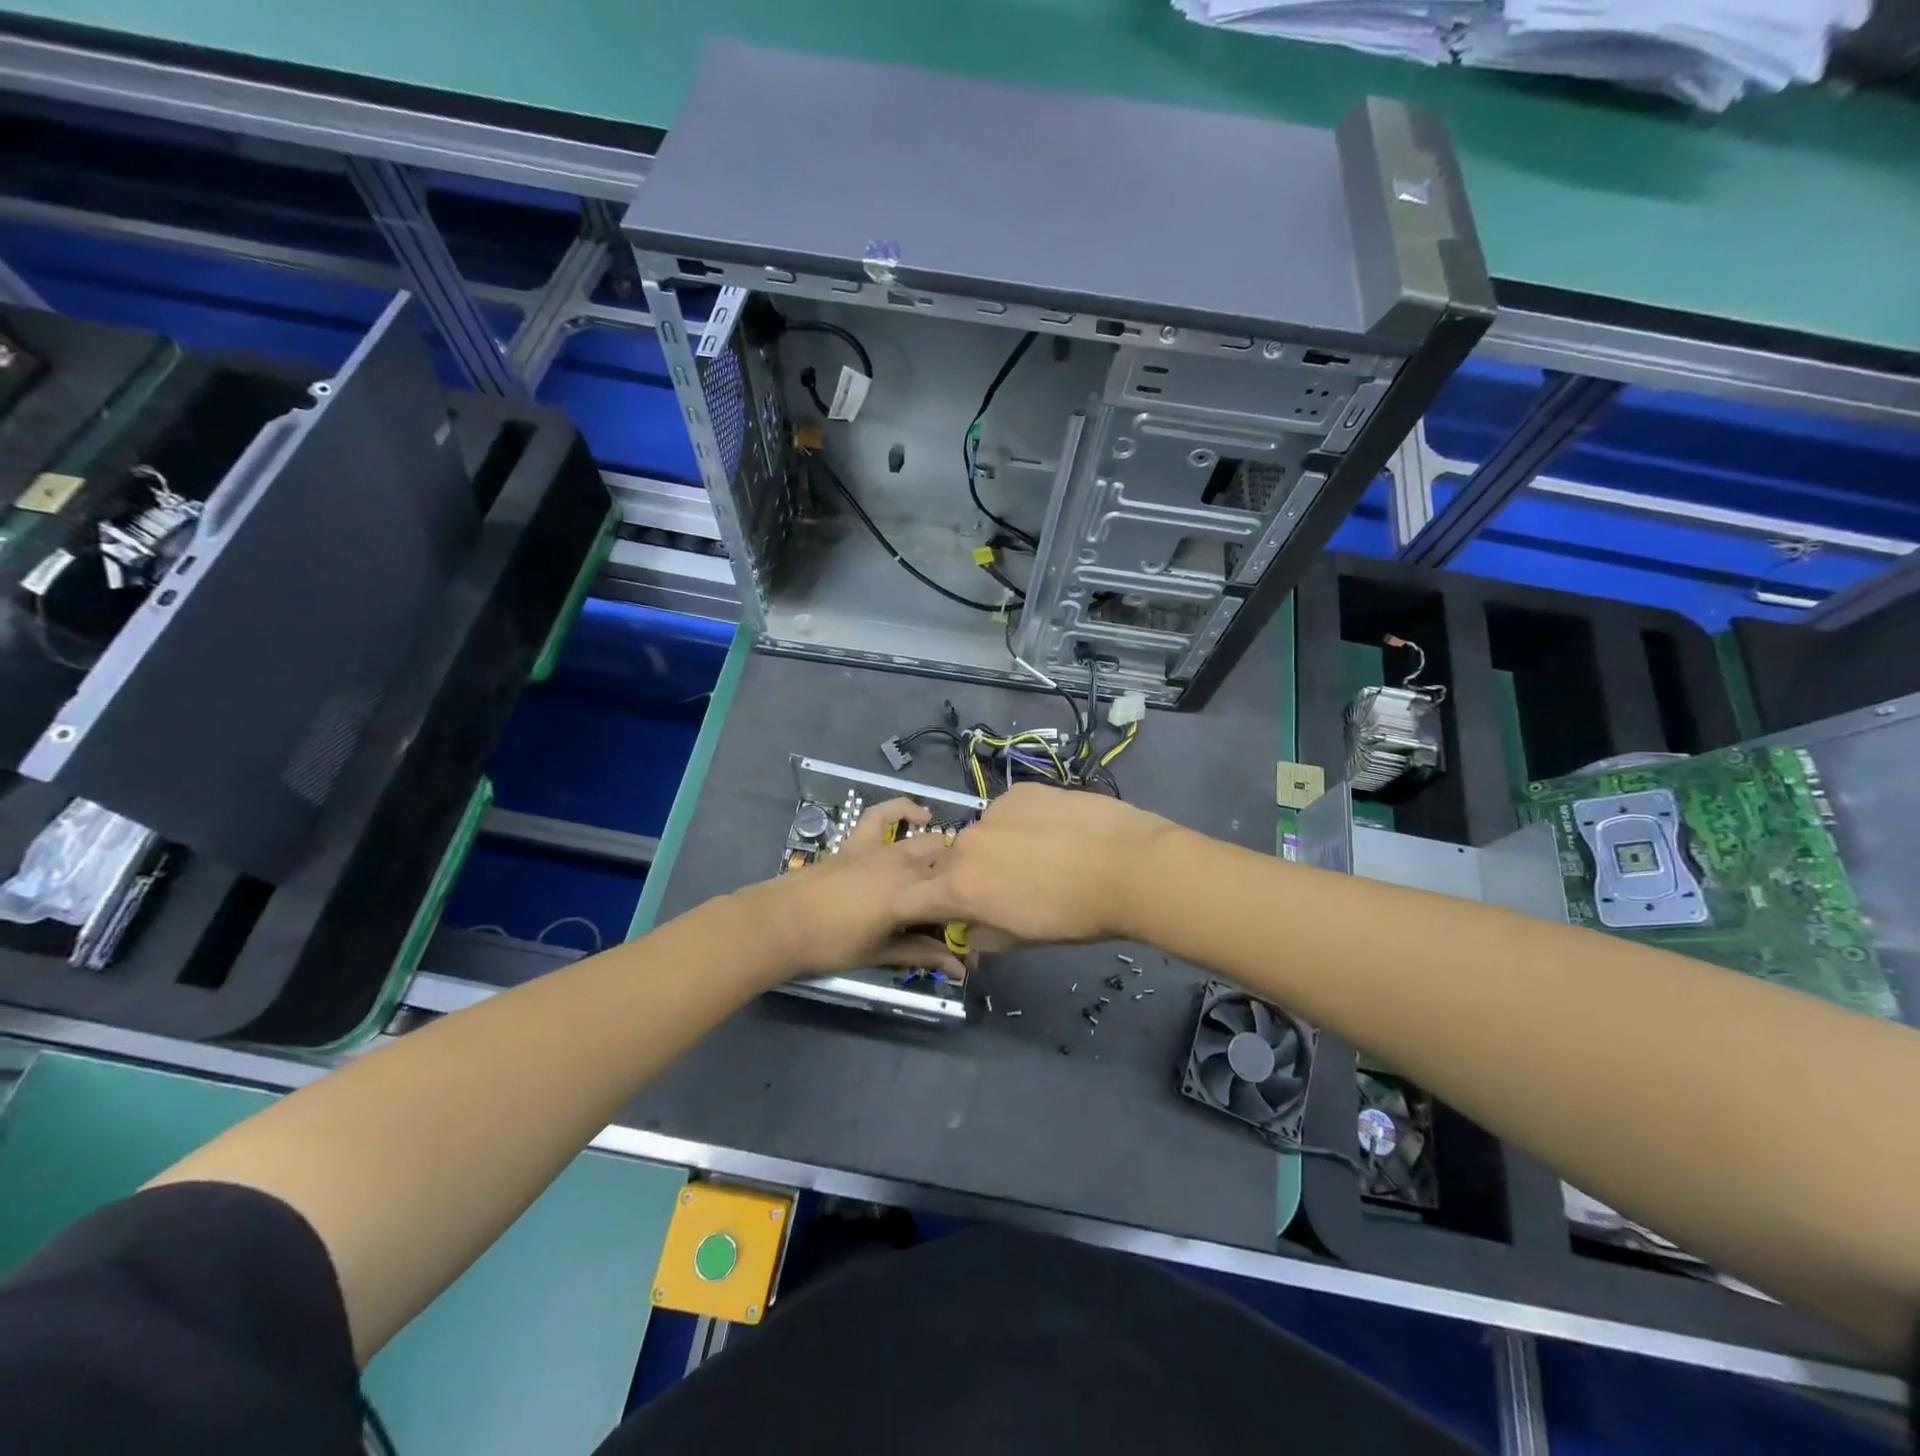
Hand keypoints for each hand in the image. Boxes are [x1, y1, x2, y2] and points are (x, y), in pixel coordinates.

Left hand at [733, 798, 966, 981]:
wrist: (779, 923)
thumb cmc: (830, 945)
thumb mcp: (880, 954)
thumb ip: (921, 954)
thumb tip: (959, 968)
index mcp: (913, 896)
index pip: (954, 903)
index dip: (966, 922)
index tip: (968, 946)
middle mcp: (905, 865)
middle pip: (947, 869)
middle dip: (958, 888)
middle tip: (955, 912)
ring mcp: (882, 848)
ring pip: (927, 842)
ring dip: (943, 855)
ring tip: (949, 870)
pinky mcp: (860, 840)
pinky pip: (884, 813)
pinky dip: (904, 809)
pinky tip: (920, 815)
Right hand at [894, 783, 1177, 945]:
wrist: (1130, 866)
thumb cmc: (1076, 916)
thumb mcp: (1024, 939)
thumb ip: (983, 934)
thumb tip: (969, 930)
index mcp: (960, 887)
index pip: (910, 897)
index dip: (917, 905)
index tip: (939, 911)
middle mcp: (966, 844)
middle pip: (951, 862)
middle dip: (969, 876)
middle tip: (1007, 888)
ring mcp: (994, 811)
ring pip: (982, 834)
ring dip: (996, 847)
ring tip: (1041, 856)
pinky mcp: (1021, 791)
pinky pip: (1009, 811)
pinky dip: (1022, 823)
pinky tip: (1056, 831)